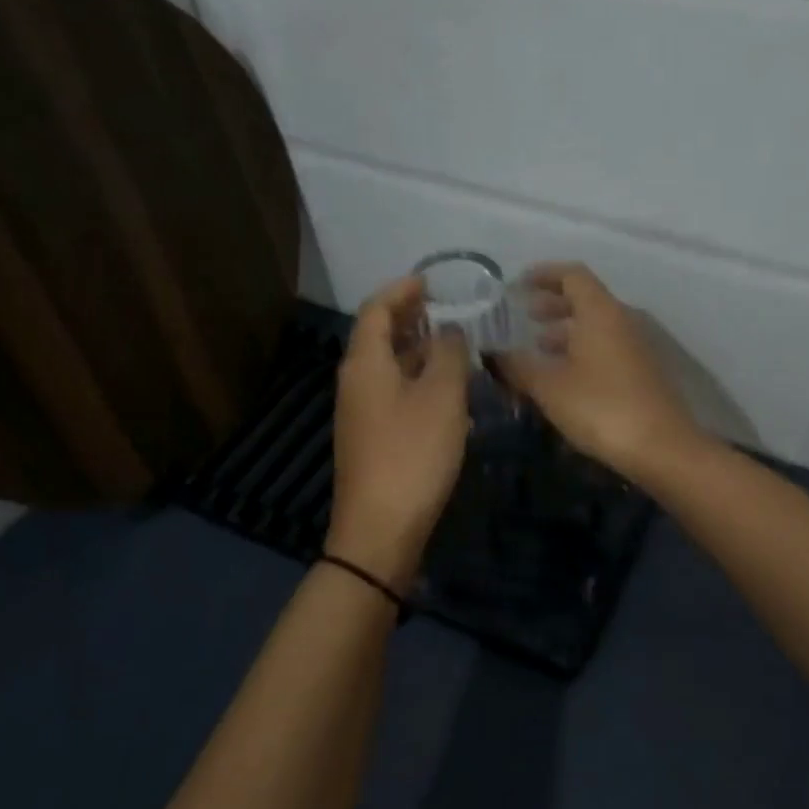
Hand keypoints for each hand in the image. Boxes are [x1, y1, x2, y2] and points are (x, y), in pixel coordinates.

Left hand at [326, 276, 470, 587]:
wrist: (381, 528)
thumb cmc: (412, 454)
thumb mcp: (442, 397)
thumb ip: (449, 354)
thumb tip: (450, 330)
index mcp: (365, 364)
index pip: (375, 309)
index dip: (401, 290)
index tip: (430, 281)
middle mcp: (356, 382)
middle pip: (378, 336)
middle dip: (409, 317)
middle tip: (445, 307)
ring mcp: (361, 412)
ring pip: (388, 366)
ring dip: (416, 349)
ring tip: (452, 344)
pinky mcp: (372, 437)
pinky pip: (393, 392)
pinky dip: (417, 379)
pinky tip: (446, 391)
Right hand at [498, 263, 705, 483]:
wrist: (661, 447)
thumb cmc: (601, 407)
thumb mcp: (550, 387)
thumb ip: (518, 366)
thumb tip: (493, 355)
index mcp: (600, 312)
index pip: (573, 275)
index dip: (544, 274)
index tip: (519, 284)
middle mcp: (622, 321)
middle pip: (586, 299)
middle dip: (553, 303)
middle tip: (526, 315)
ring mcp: (636, 347)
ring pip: (596, 326)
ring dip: (567, 330)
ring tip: (539, 347)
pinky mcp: (642, 373)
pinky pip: (606, 348)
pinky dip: (581, 351)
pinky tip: (563, 376)